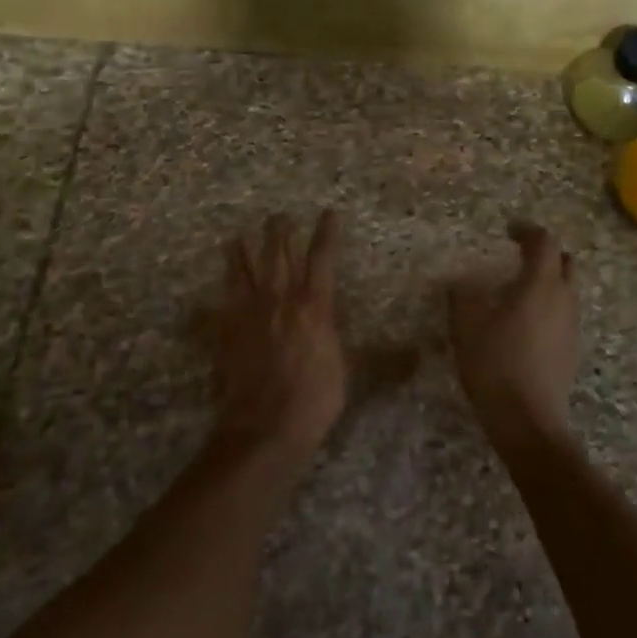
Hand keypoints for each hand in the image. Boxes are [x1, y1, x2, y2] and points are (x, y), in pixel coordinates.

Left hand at [213, 211, 346, 467]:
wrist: (264, 424)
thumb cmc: (314, 398)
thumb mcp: (348, 371)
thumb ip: (371, 353)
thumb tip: (416, 354)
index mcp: (313, 306)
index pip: (322, 259)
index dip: (326, 233)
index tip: (329, 212)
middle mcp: (279, 300)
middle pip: (277, 255)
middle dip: (279, 232)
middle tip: (278, 215)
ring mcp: (249, 313)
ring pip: (244, 271)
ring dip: (241, 252)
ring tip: (237, 236)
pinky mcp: (227, 331)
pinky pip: (223, 301)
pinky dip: (223, 289)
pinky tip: (221, 285)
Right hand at [448, 223, 579, 450]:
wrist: (528, 421)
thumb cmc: (496, 365)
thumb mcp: (467, 327)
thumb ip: (463, 298)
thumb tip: (461, 283)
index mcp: (540, 285)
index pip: (544, 243)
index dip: (528, 231)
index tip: (509, 230)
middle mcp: (563, 300)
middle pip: (565, 263)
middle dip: (545, 254)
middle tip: (520, 256)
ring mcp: (571, 327)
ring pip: (566, 291)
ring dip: (547, 282)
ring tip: (518, 291)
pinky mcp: (571, 351)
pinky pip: (563, 315)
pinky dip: (548, 307)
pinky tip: (524, 325)